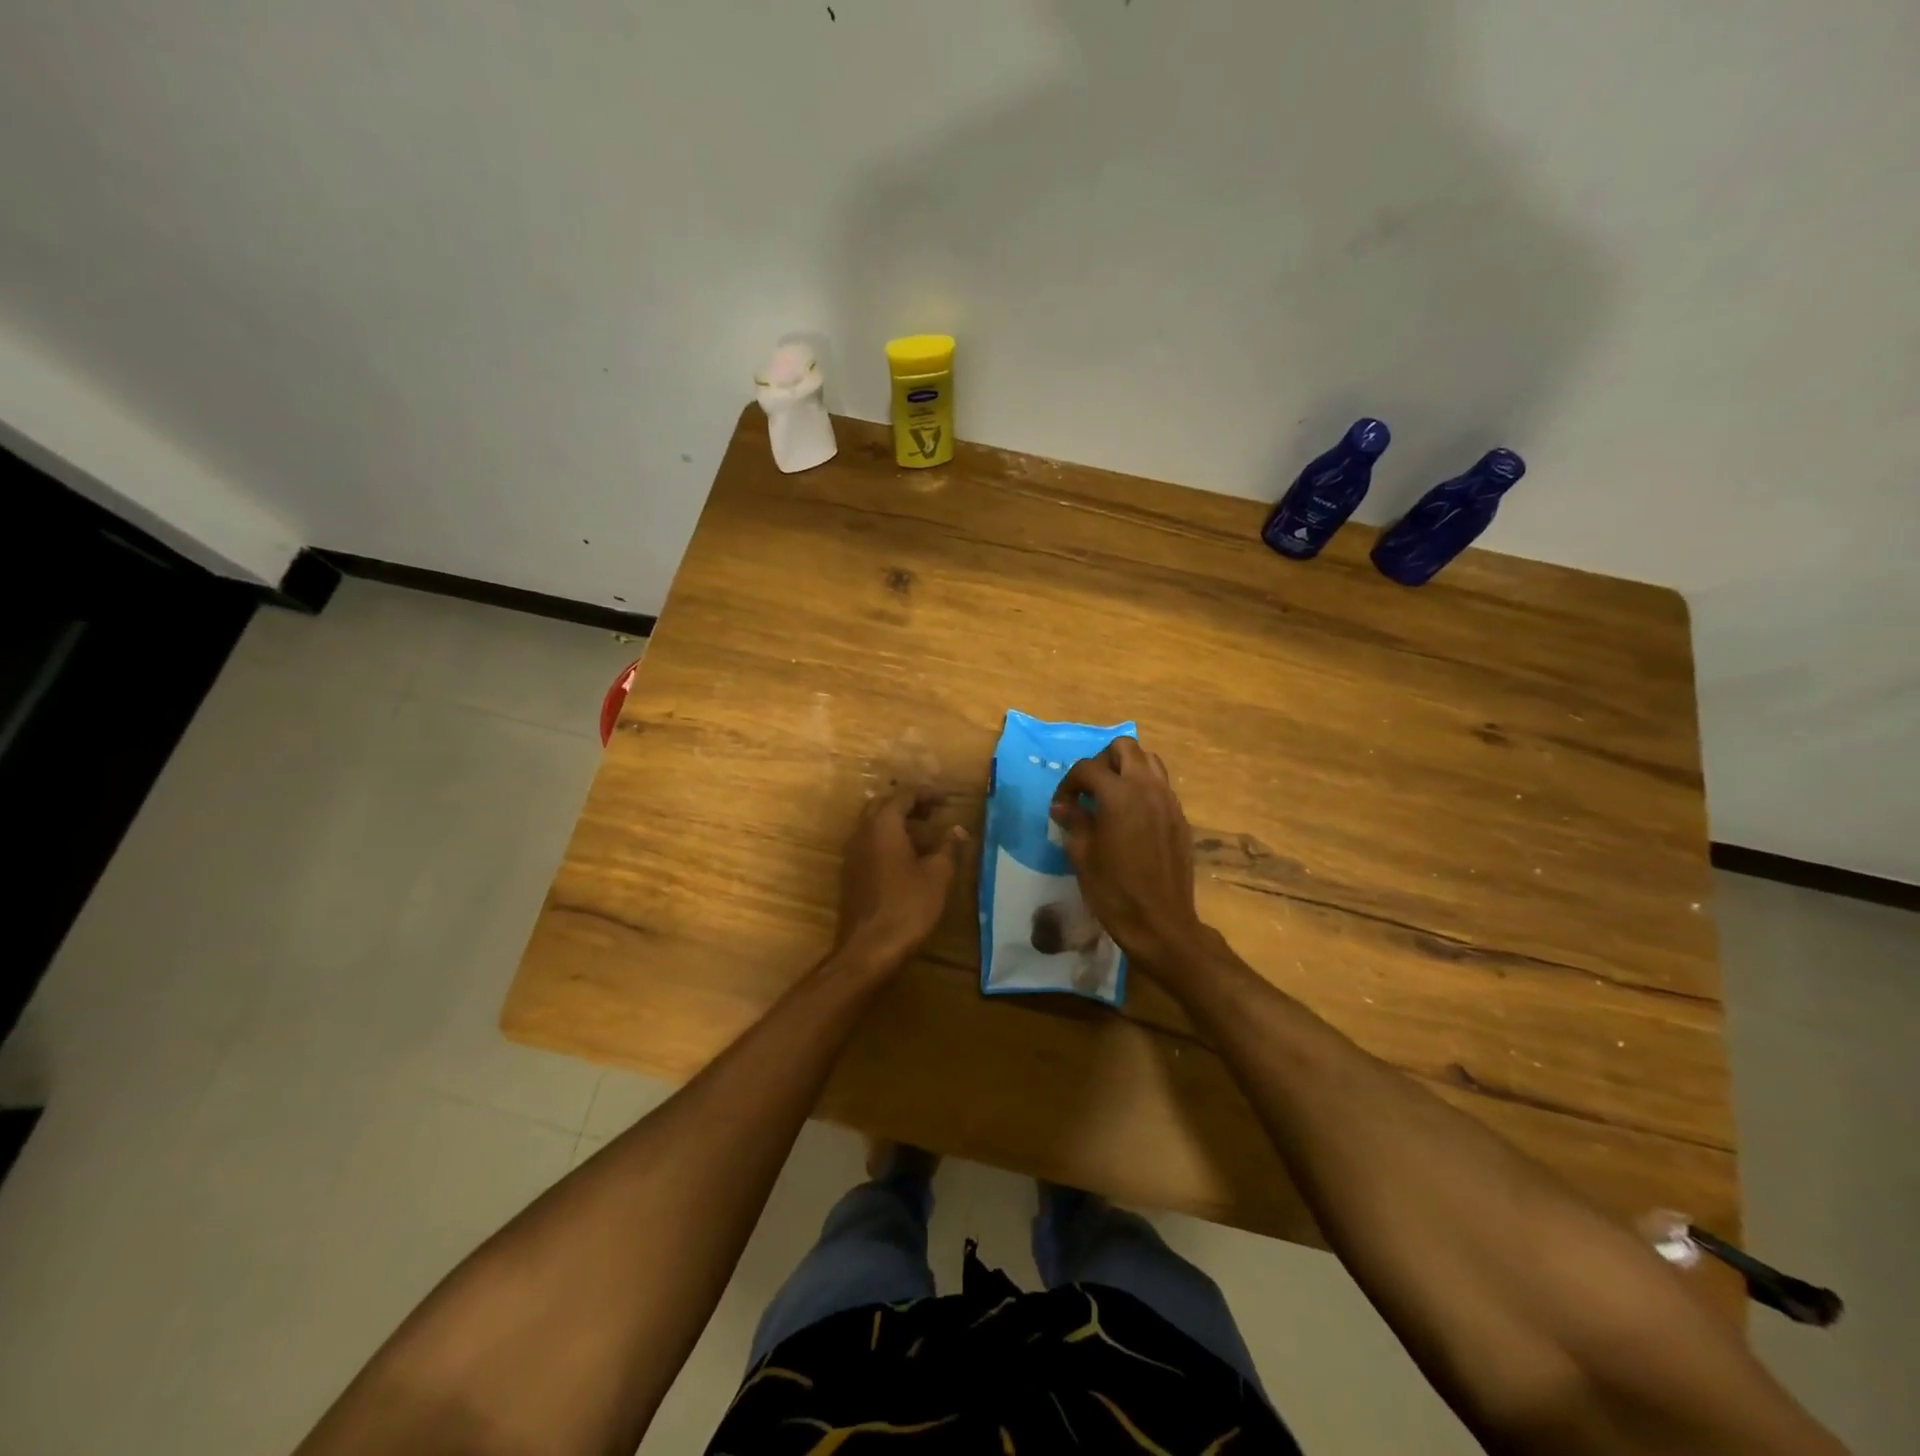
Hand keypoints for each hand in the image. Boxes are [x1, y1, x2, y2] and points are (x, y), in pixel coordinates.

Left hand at [834, 787, 967, 972]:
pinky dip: (888, 841)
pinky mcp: (851, 874)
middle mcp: (862, 833)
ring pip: (874, 825)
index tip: (947, 800)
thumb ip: (948, 847)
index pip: (904, 795)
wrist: (868, 949)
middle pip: (883, 806)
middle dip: (909, 805)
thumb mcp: (938, 875)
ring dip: (898, 823)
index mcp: (883, 825)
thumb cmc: (908, 907)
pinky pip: (869, 844)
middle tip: (934, 813)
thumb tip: (957, 829)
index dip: (927, 794)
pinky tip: (908, 859)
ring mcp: (852, 854)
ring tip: (925, 835)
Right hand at [1049, 738, 1203, 970]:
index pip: (1087, 768)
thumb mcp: (1082, 856)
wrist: (1160, 923)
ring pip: (1149, 761)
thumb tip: (1064, 806)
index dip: (1069, 783)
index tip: (1062, 806)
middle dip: (1102, 762)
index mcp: (1118, 795)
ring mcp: (1168, 801)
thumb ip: (1073, 821)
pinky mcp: (1180, 818)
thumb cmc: (1114, 891)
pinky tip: (1132, 817)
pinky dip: (1144, 788)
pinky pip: (1162, 786)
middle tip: (1090, 790)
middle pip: (1124, 748)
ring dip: (1127, 769)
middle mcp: (1147, 788)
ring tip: (1112, 797)